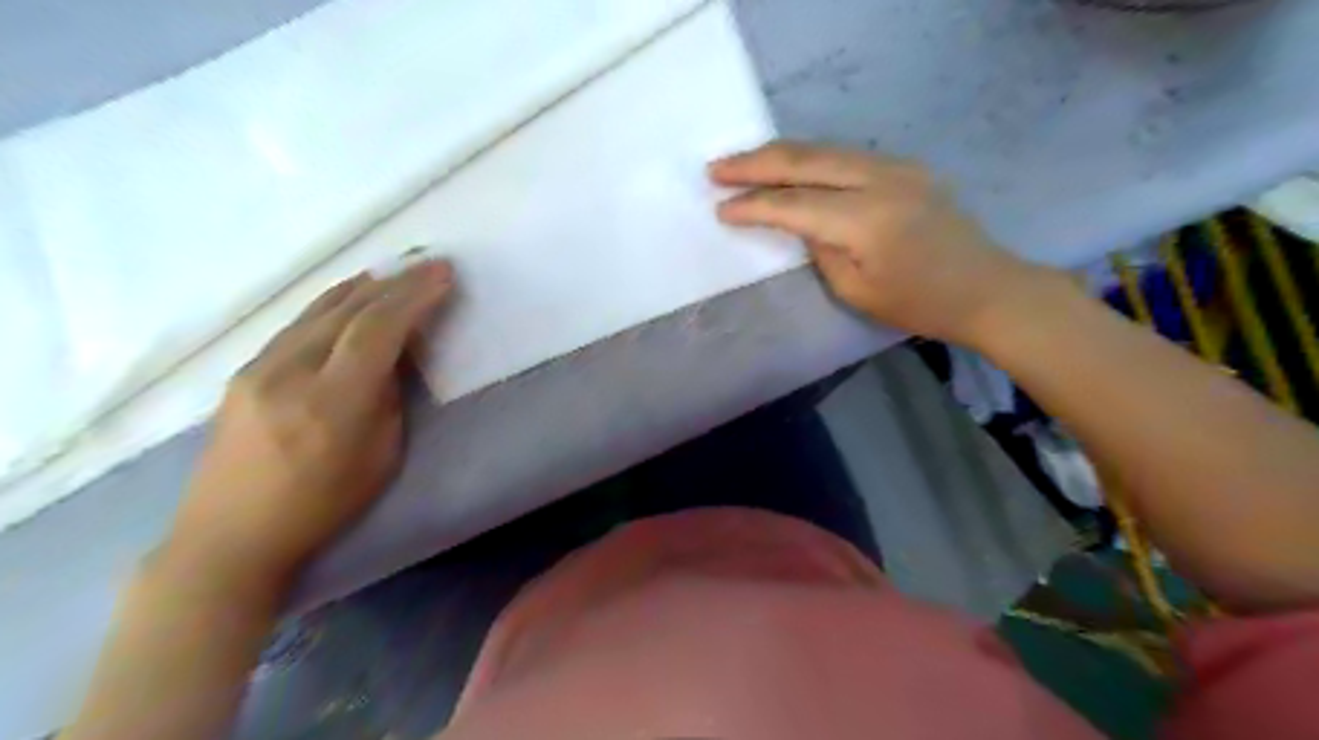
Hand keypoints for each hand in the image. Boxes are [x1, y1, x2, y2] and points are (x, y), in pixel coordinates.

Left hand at [162, 262, 455, 591]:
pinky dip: (333, 303)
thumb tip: (394, 356)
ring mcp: (258, 368)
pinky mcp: (244, 371)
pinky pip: (298, 324)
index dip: (414, 297)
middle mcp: (289, 373)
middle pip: (348, 310)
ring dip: (364, 287)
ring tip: (396, 273)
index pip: (377, 330)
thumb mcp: (380, 457)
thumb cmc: (322, 505)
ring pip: (318, 310)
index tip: (444, 275)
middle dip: (396, 283)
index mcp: (332, 403)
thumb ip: (388, 398)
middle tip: (429, 264)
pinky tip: (350, 297)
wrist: (229, 535)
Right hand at [712, 141, 1040, 346]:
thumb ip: (821, 249)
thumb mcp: (856, 290)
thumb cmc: (918, 304)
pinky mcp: (904, 166)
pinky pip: (845, 154)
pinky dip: (810, 158)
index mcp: (867, 220)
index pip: (795, 205)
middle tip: (716, 168)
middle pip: (805, 161)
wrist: (985, 288)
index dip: (754, 205)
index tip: (720, 208)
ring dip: (779, 154)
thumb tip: (801, 222)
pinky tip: (790, 165)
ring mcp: (896, 166)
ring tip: (742, 163)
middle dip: (755, 163)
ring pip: (824, 149)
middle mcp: (880, 180)